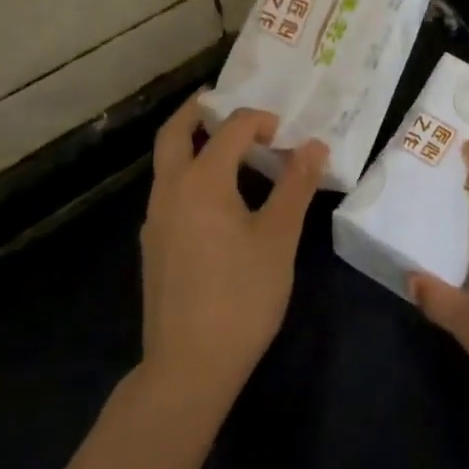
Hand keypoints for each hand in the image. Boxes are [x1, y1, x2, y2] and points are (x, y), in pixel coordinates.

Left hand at [141, 97, 325, 416]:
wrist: (188, 368)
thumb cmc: (241, 296)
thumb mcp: (278, 238)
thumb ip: (296, 186)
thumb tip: (314, 145)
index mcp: (201, 181)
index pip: (231, 130)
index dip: (261, 122)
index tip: (286, 135)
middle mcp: (170, 190)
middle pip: (175, 133)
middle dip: (198, 110)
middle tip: (223, 100)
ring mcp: (156, 220)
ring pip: (167, 163)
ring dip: (193, 143)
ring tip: (230, 147)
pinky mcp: (154, 246)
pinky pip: (169, 191)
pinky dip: (189, 173)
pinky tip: (219, 198)